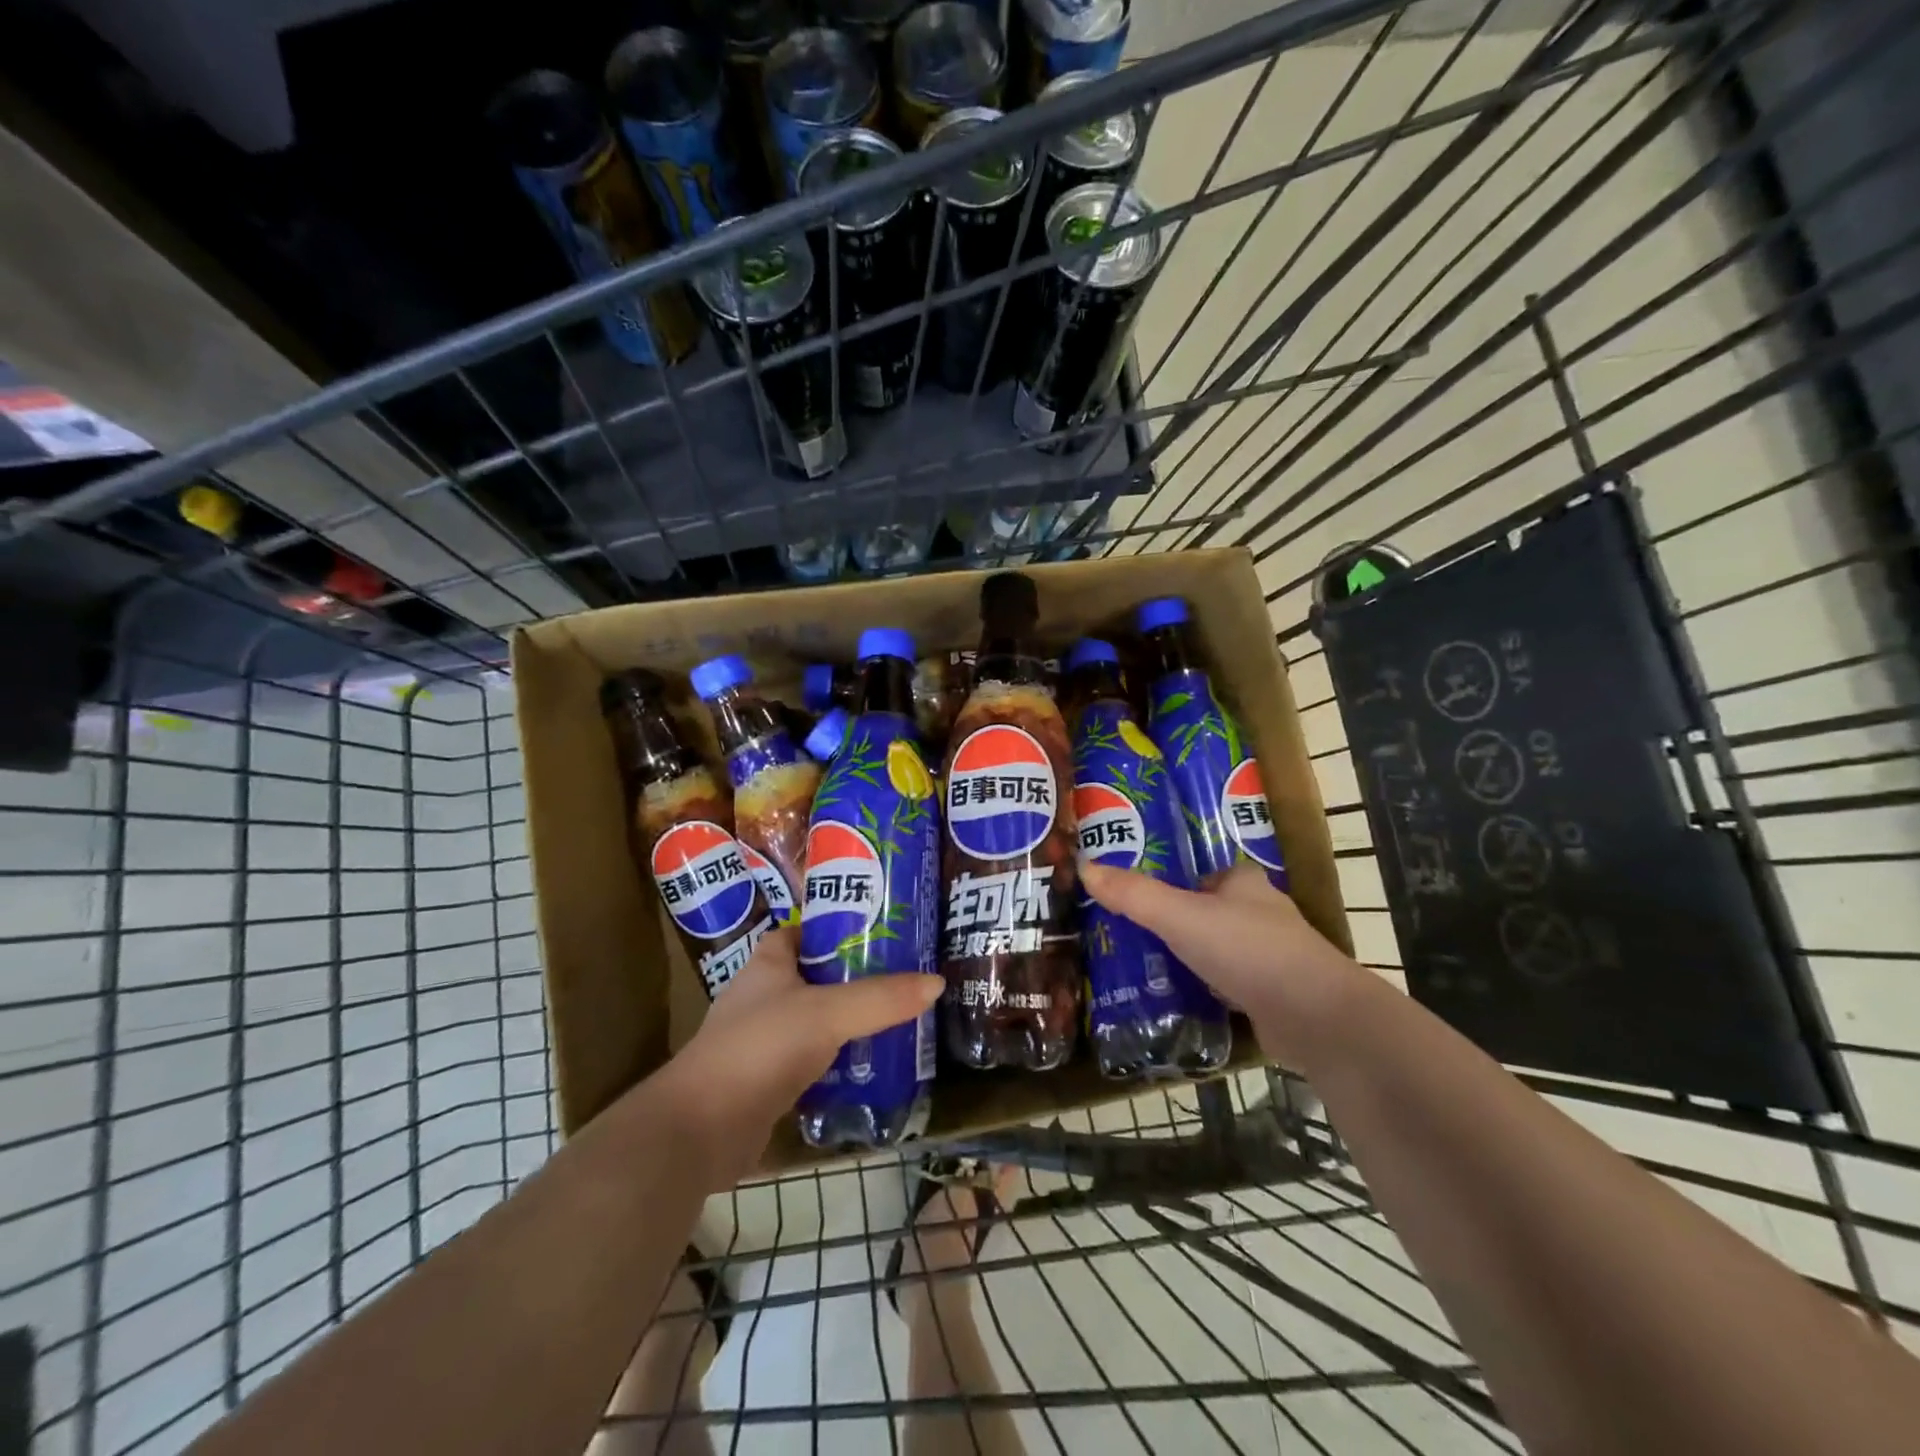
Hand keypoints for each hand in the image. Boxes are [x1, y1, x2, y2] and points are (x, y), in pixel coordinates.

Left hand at [655, 927, 941, 1188]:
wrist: (700, 1130)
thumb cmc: (761, 1048)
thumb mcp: (828, 1013)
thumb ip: (881, 998)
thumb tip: (937, 983)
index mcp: (770, 962)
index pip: (807, 930)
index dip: (840, 926)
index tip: (884, 930)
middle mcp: (764, 994)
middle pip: (818, 974)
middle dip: (857, 975)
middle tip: (906, 975)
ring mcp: (764, 1039)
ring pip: (818, 1018)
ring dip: (851, 1019)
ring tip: (900, 1016)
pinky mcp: (768, 1080)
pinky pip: (814, 1059)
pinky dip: (840, 1059)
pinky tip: (873, 1065)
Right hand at [1080, 861, 1365, 1066]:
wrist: (1314, 1017)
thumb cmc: (1248, 950)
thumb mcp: (1180, 916)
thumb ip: (1134, 894)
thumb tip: (1085, 865)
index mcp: (1243, 883)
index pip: (1202, 873)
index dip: (1171, 880)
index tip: (1136, 895)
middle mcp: (1260, 913)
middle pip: (1208, 910)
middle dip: (1175, 921)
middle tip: (1129, 933)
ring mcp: (1270, 955)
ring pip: (1218, 948)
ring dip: (1188, 955)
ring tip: (1142, 965)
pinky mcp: (1273, 993)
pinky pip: (1227, 982)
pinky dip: (1204, 987)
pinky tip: (1177, 998)